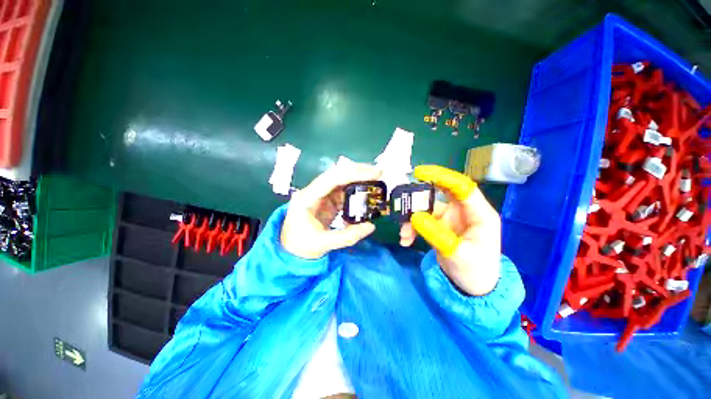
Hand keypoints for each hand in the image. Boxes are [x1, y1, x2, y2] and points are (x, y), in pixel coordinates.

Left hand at [281, 163, 381, 258]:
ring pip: (341, 181)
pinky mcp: (327, 201)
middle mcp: (313, 191)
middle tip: (378, 171)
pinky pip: (343, 192)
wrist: (290, 251)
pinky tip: (367, 191)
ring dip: (358, 178)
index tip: (373, 173)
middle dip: (358, 171)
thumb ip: (348, 236)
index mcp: (307, 198)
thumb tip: (372, 226)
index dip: (353, 174)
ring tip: (376, 178)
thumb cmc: (301, 246)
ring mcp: (320, 195)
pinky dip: (356, 190)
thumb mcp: (323, 244)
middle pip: (336, 174)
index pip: (332, 179)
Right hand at [399, 165, 500, 295]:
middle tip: (402, 200)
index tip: (420, 173)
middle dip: (420, 197)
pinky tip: (406, 240)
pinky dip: (413, 228)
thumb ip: (436, 234)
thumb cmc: (474, 272)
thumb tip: (414, 216)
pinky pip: (423, 221)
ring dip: (412, 219)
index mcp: (479, 214)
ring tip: (403, 234)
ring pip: (427, 209)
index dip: (442, 177)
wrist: (473, 289)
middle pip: (441, 194)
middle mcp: (465, 212)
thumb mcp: (456, 254)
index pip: (462, 187)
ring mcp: (451, 219)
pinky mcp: (441, 227)